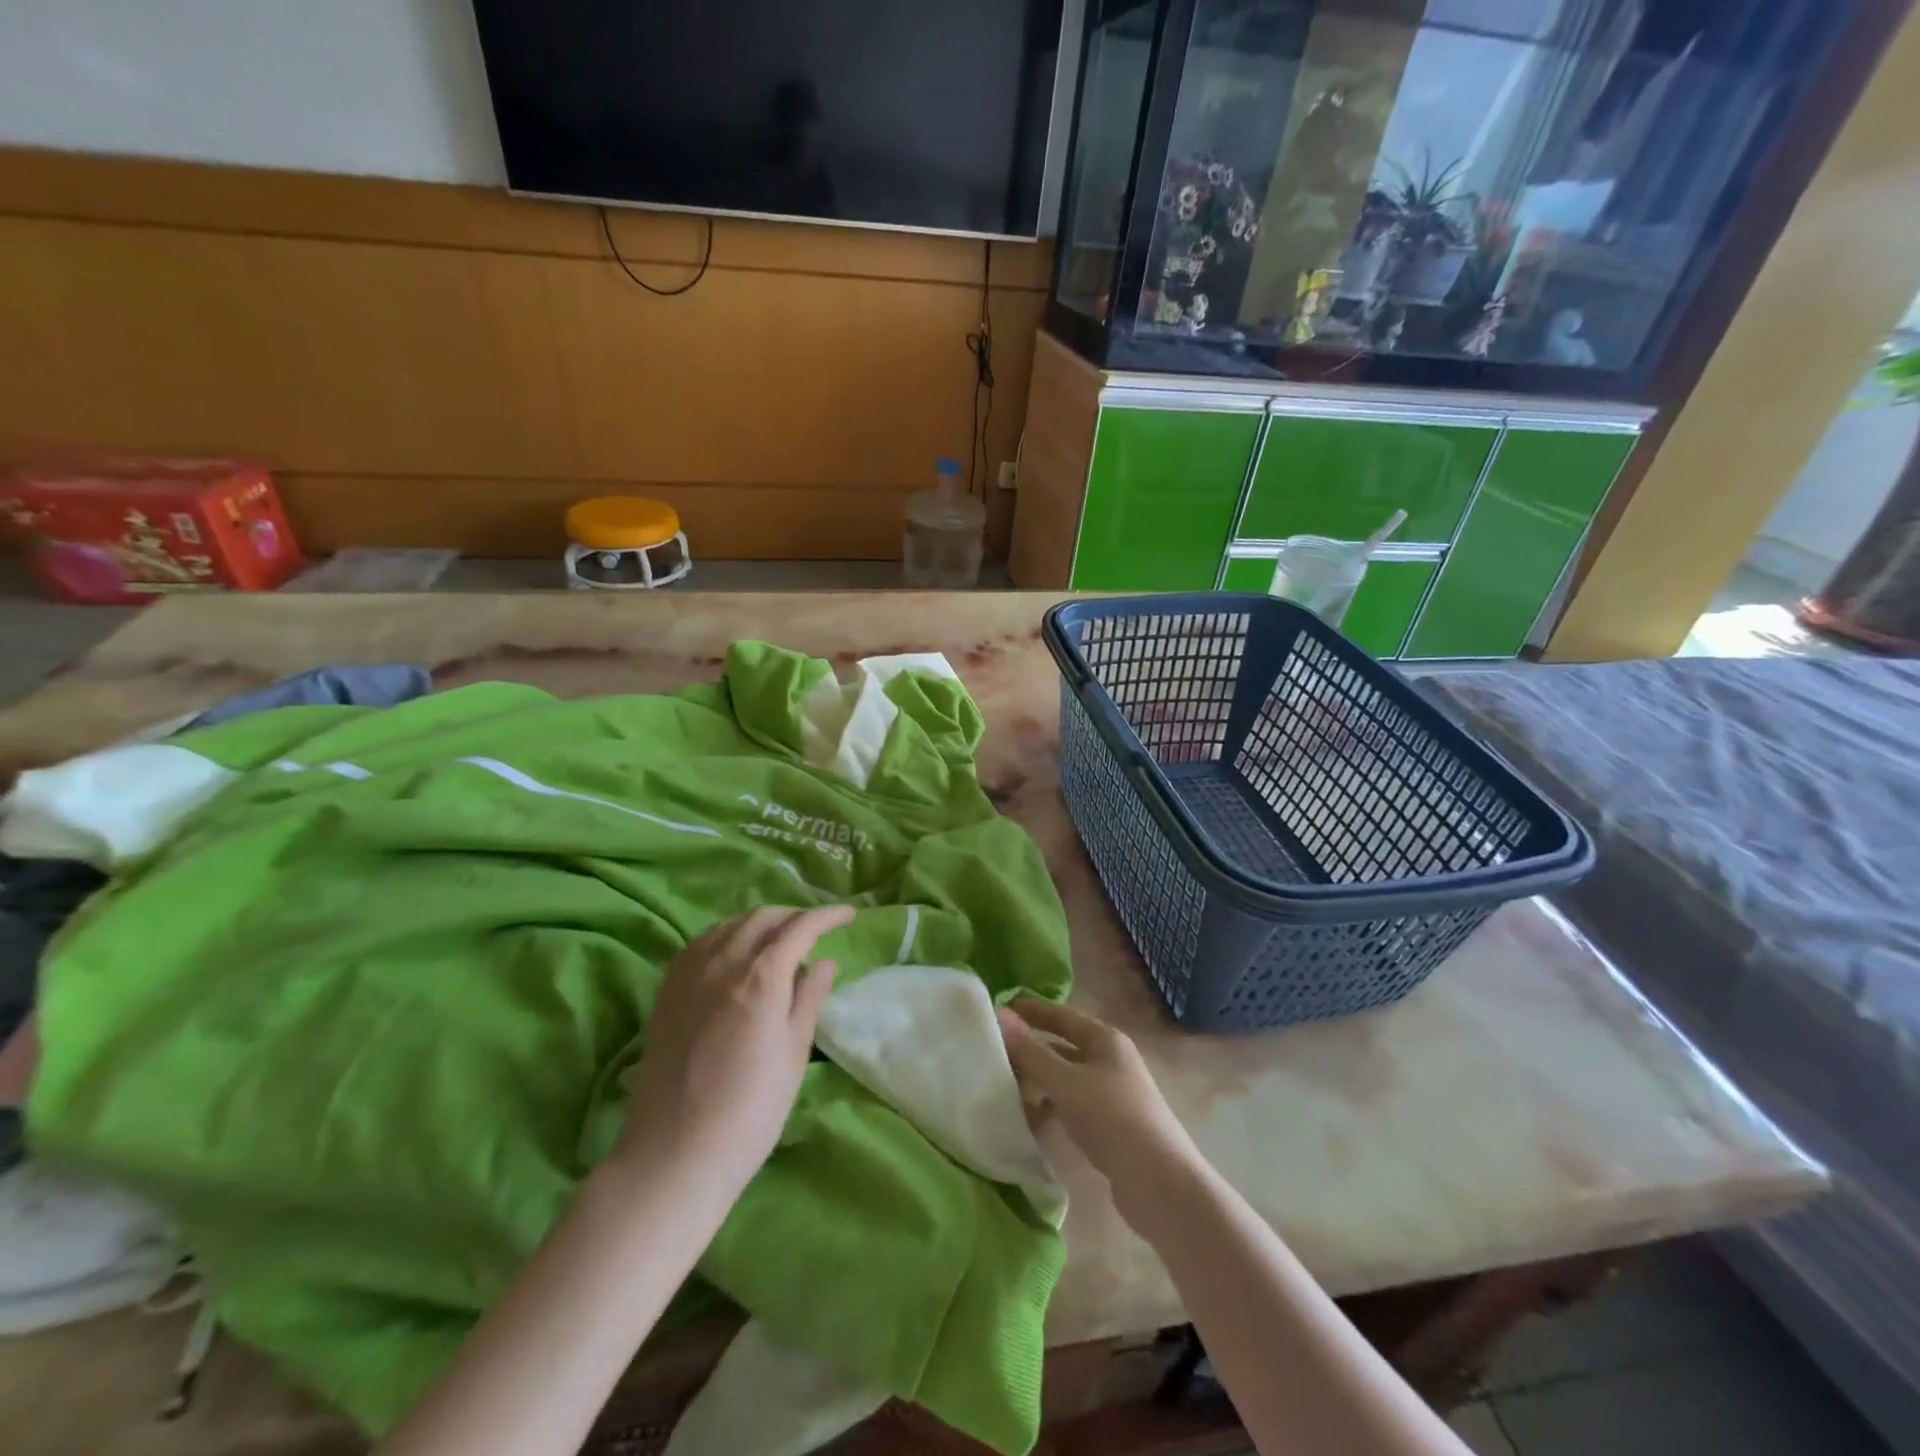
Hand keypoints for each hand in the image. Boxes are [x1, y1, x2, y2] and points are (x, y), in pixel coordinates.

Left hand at [615, 905, 853, 1192]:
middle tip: (815, 933)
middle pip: (762, 918)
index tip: (849, 915)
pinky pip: (700, 943)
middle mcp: (722, 962)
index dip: (828, 916)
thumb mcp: (794, 1053)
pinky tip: (733, 956)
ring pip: (729, 925)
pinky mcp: (666, 991)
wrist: (675, 1153)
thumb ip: (809, 998)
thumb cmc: (750, 1109)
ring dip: (759, 923)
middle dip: (793, 917)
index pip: (800, 927)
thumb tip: (823, 962)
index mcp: (761, 975)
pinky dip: (726, 936)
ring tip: (777, 941)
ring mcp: (689, 974)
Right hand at [996, 999, 1199, 1219]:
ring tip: (1003, 1086)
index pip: (1062, 1015)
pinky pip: (1072, 1106)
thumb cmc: (1112, 1118)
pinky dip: (1051, 1107)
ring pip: (1066, 1078)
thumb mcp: (1066, 1082)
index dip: (1032, 1010)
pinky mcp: (1110, 1126)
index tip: (1000, 1008)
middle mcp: (1110, 1060)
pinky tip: (1029, 1118)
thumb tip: (1001, 1016)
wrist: (1159, 1183)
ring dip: (1038, 1081)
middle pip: (1063, 1047)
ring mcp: (1112, 1094)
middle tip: (993, 1051)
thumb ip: (1031, 1052)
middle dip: (1031, 1049)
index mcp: (1105, 1040)